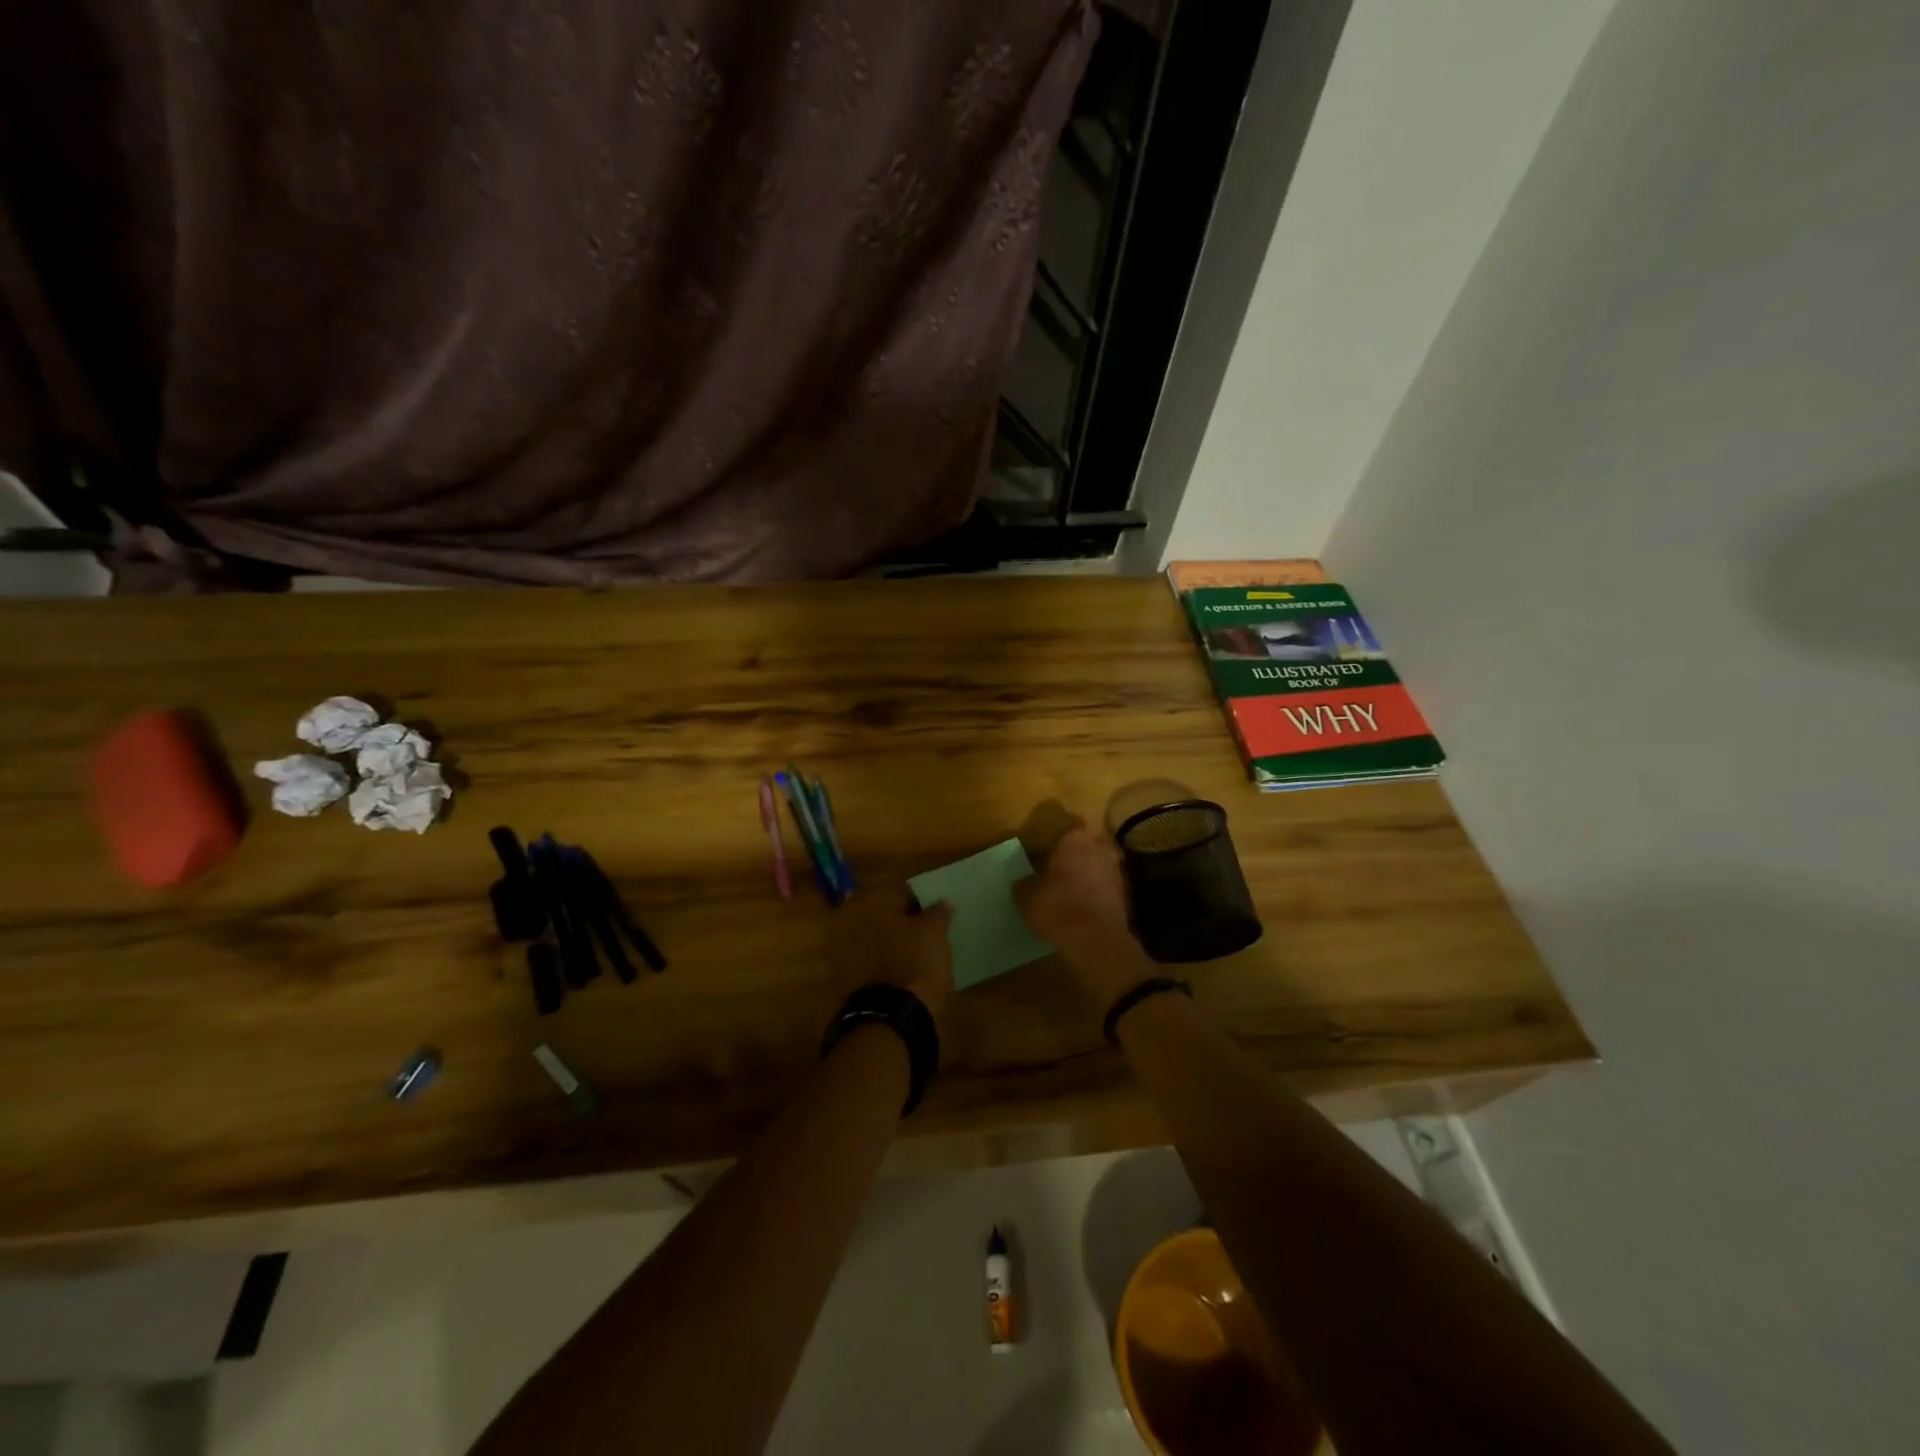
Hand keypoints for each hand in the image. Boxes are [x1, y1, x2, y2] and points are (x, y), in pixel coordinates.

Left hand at [827, 888, 954, 1030]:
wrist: (890, 1016)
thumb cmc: (915, 961)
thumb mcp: (935, 933)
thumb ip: (937, 913)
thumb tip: (942, 902)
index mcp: (870, 901)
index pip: (898, 892)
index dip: (918, 902)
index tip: (932, 914)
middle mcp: (849, 919)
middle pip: (881, 914)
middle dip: (899, 922)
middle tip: (923, 933)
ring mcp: (841, 950)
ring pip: (872, 938)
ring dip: (888, 942)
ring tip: (913, 954)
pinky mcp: (843, 977)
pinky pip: (866, 961)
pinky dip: (880, 963)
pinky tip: (899, 972)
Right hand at [1014, 822, 1151, 1005]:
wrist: (1095, 939)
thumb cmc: (1056, 906)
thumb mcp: (1026, 895)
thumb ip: (1025, 882)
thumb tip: (1025, 882)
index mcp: (1074, 838)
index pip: (1062, 832)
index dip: (1052, 845)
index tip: (1042, 858)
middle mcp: (1100, 847)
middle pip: (1085, 847)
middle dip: (1073, 858)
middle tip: (1056, 874)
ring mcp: (1117, 870)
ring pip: (1097, 867)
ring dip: (1086, 876)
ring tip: (1069, 893)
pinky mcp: (1126, 894)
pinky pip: (1105, 888)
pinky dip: (1095, 894)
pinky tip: (1082, 908)